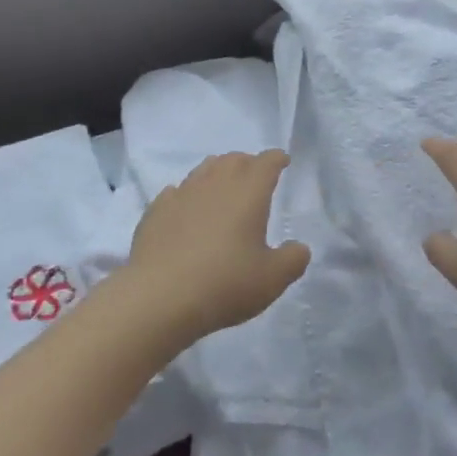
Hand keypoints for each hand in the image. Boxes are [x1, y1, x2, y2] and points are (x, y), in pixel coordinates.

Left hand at [121, 150, 310, 344]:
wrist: (159, 296)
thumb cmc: (224, 283)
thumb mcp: (271, 279)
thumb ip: (292, 260)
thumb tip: (299, 248)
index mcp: (248, 192)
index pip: (266, 162)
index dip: (277, 159)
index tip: (282, 161)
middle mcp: (215, 183)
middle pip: (234, 159)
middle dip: (248, 163)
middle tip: (254, 176)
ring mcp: (182, 193)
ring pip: (204, 169)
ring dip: (218, 173)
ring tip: (222, 187)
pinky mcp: (156, 210)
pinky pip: (176, 192)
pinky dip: (187, 195)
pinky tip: (186, 208)